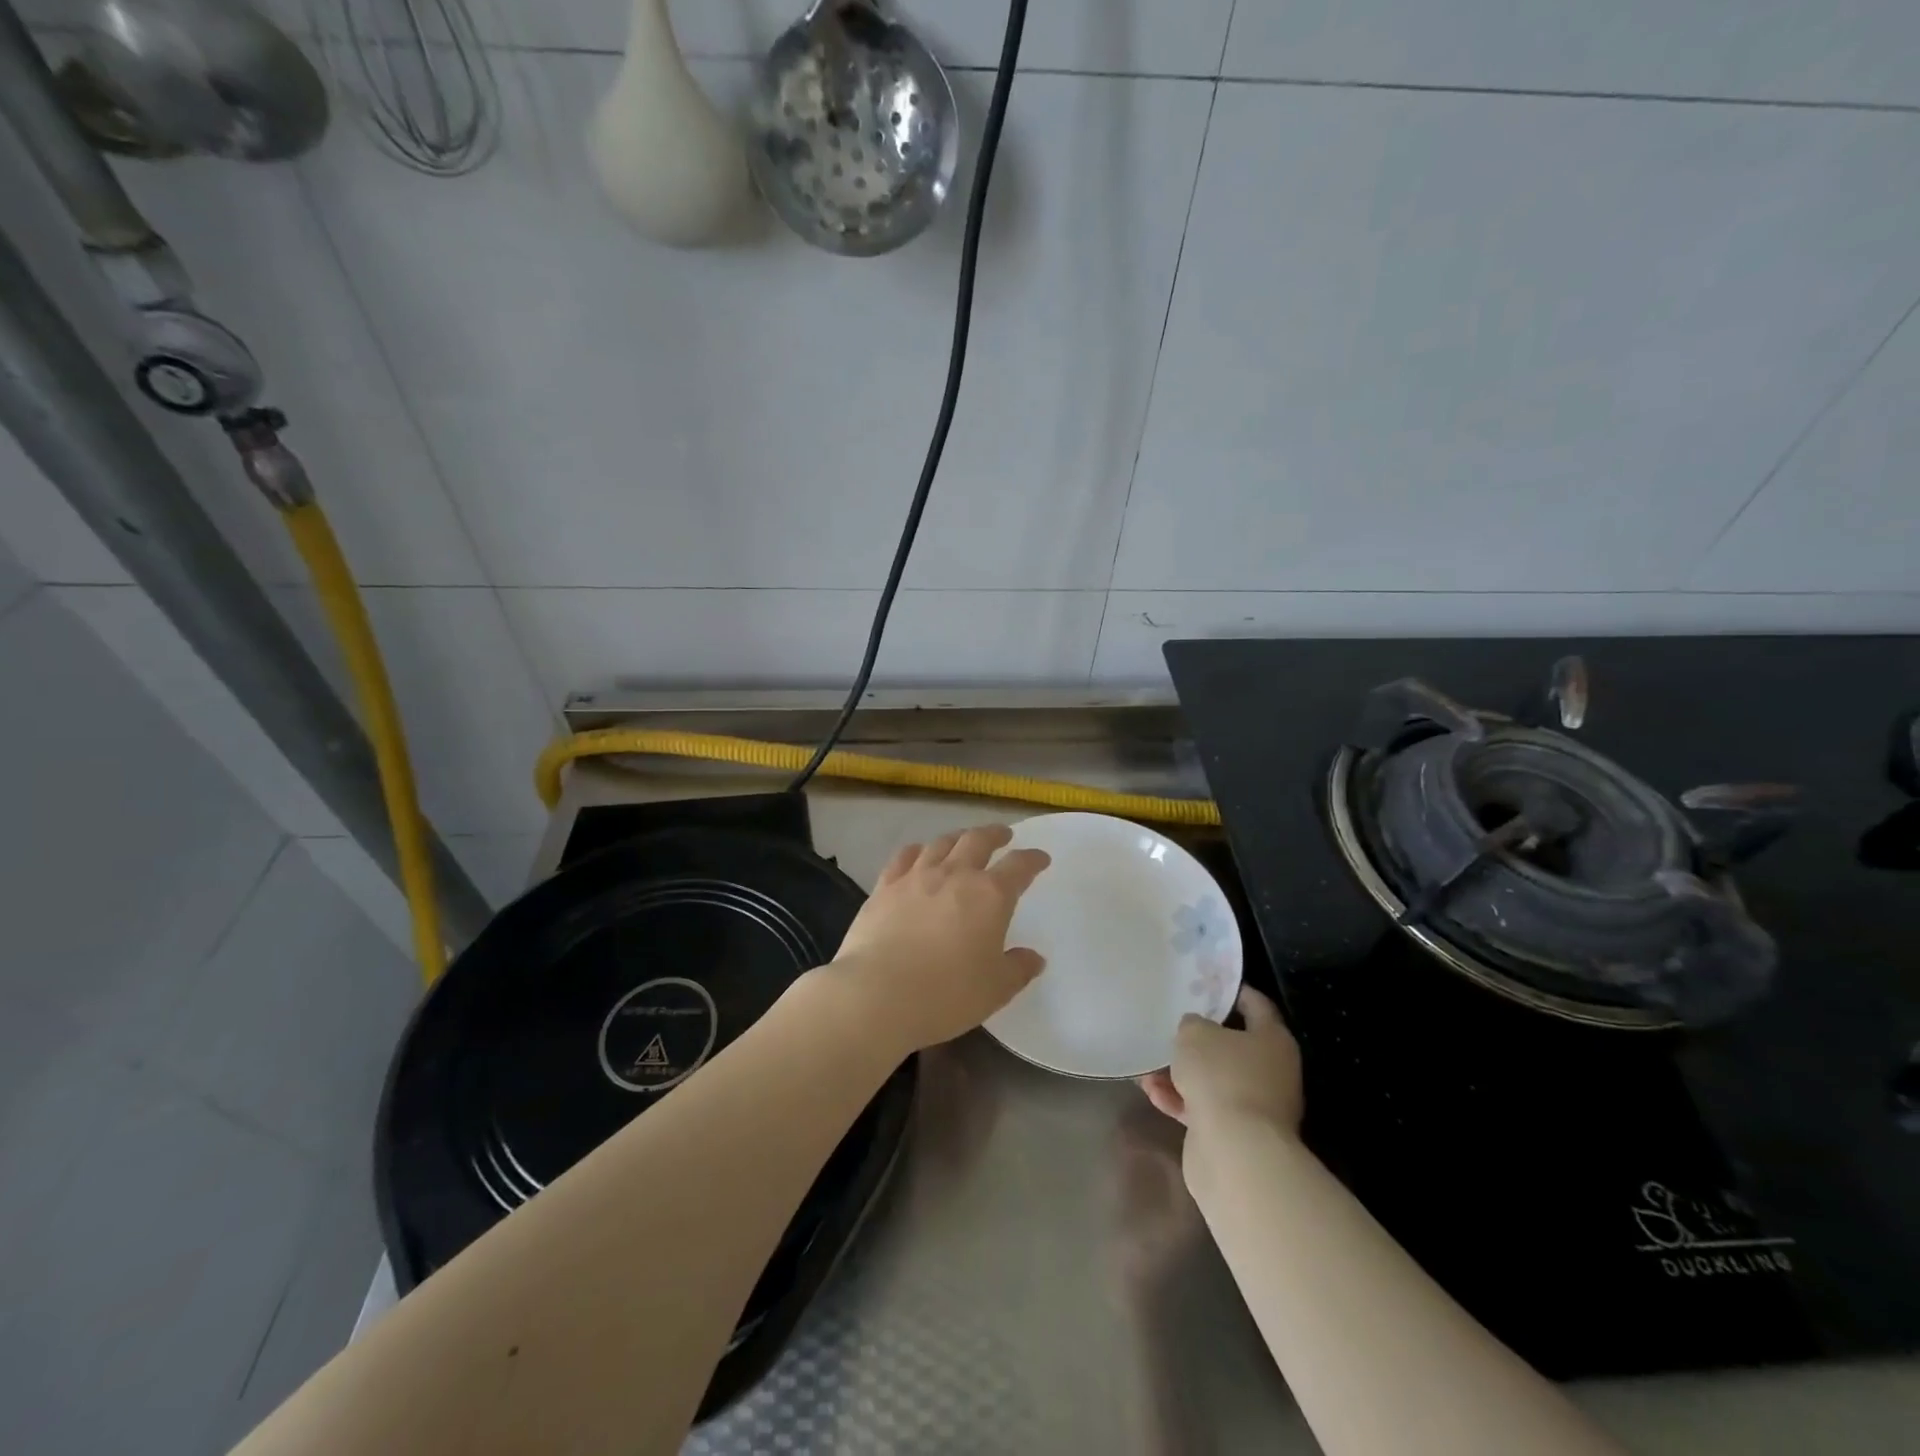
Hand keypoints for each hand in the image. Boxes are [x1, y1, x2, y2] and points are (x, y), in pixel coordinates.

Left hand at [827, 824, 1049, 1053]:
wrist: (878, 993)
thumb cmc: (947, 994)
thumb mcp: (995, 989)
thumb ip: (1018, 969)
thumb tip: (1033, 957)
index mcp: (990, 895)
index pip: (1019, 866)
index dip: (1032, 860)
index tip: (1040, 858)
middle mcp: (955, 875)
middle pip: (978, 840)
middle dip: (995, 835)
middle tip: (1003, 835)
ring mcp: (916, 876)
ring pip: (941, 843)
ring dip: (958, 837)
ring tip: (964, 840)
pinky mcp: (885, 886)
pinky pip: (905, 856)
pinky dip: (918, 850)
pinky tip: (919, 853)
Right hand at [1138, 986, 1302, 1140]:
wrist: (1234, 1153)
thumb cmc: (1221, 1076)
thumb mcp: (1195, 1034)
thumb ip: (1192, 1024)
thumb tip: (1195, 1030)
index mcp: (1273, 1040)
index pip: (1256, 1005)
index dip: (1230, 991)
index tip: (1205, 983)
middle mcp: (1271, 1071)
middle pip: (1232, 1046)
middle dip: (1199, 1039)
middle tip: (1171, 1025)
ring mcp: (1254, 1106)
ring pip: (1213, 1079)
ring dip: (1181, 1072)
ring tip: (1148, 1065)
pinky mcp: (1235, 1134)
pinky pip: (1203, 1107)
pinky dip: (1179, 1099)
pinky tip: (1152, 1092)